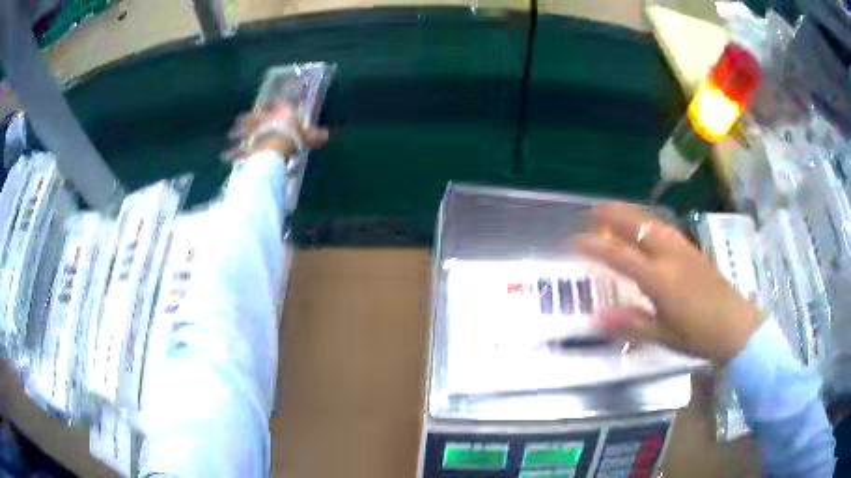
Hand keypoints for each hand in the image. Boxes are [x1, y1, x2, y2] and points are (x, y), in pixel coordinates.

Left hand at [223, 102, 327, 161]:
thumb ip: (314, 136)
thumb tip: (326, 135)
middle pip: (256, 115)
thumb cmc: (293, 137)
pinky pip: (238, 148)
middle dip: (249, 117)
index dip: (277, 103)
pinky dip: (232, 152)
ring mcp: (254, 129)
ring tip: (231, 134)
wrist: (275, 146)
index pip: (280, 103)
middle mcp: (265, 117)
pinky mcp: (246, 143)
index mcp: (282, 111)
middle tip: (241, 119)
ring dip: (237, 131)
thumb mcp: (308, 137)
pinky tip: (225, 156)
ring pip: (243, 128)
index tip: (274, 103)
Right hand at [573, 202, 762, 363]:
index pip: (620, 256)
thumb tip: (594, 319)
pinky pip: (665, 227)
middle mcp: (669, 256)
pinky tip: (645, 224)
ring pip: (652, 221)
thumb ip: (629, 324)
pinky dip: (647, 220)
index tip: (573, 241)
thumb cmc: (698, 336)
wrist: (735, 326)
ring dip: (630, 212)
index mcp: (659, 279)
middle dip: (612, 215)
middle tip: (590, 211)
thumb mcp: (662, 336)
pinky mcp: (692, 250)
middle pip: (637, 226)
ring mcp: (683, 249)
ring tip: (613, 210)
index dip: (594, 246)